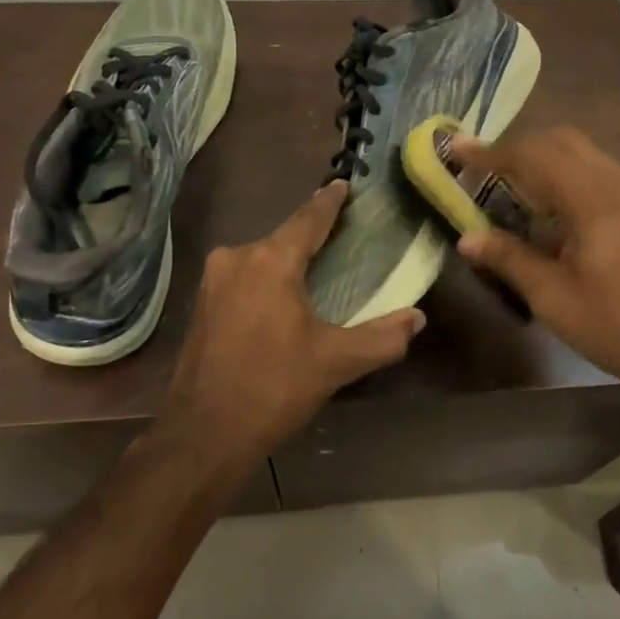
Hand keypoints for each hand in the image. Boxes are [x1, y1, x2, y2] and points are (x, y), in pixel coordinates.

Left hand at [160, 180, 425, 464]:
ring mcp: (213, 280)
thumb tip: (417, 319)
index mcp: (271, 261)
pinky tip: (283, 301)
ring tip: (318, 272)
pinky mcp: (202, 303)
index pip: (309, 218)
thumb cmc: (273, 388)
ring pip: (262, 258)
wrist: (202, 435)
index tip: (345, 184)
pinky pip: (244, 277)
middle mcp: (238, 257)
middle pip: (285, 237)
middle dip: (312, 236)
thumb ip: (383, 338)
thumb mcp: (336, 363)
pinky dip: (267, 280)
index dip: (330, 200)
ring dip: (288, 261)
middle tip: (344, 239)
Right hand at [448, 128, 619, 407]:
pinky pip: (599, 171)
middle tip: (484, 167)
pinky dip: (568, 174)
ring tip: (513, 186)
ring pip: (584, 153)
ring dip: (545, 159)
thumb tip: (467, 238)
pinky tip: (555, 210)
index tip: (457, 148)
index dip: (491, 152)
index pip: (534, 156)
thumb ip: (509, 259)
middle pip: (562, 140)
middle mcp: (619, 182)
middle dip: (519, 147)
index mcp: (594, 199)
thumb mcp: (555, 298)